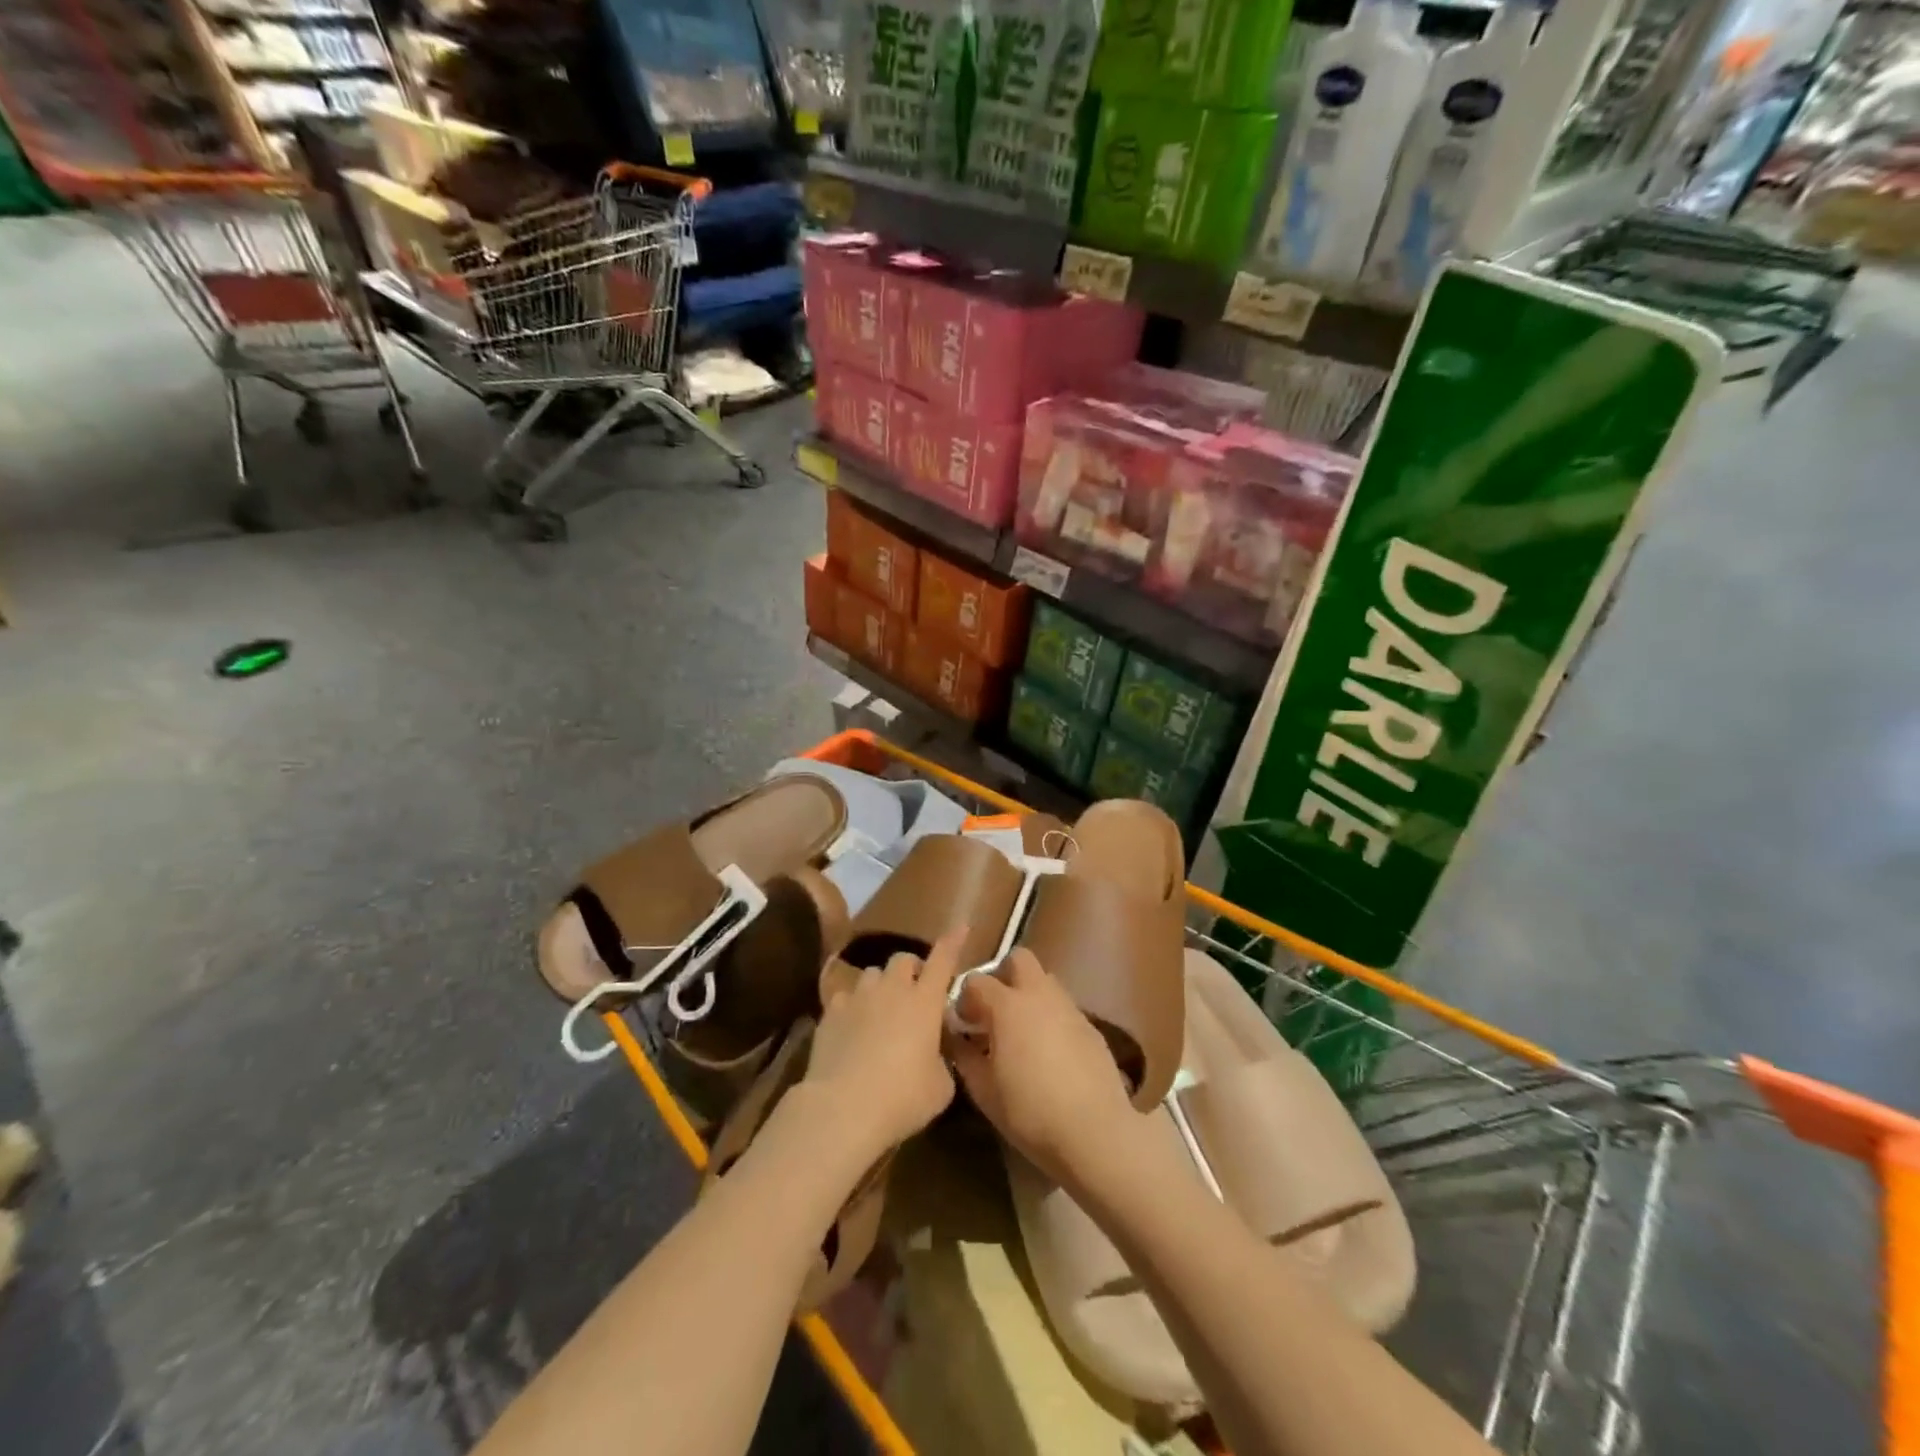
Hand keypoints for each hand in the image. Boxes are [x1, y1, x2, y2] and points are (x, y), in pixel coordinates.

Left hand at [802, 928, 965, 1160]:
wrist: (843, 1108)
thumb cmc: (903, 1097)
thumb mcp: (941, 1086)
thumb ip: (942, 1060)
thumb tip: (935, 1055)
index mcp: (925, 1001)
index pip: (943, 960)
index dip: (953, 942)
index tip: (961, 927)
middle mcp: (892, 989)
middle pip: (903, 959)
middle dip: (912, 969)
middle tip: (916, 991)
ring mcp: (858, 997)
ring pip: (873, 973)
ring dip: (882, 985)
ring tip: (882, 1008)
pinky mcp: (830, 1012)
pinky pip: (845, 996)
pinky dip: (853, 1006)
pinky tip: (852, 1025)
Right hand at [946, 949, 1139, 1186]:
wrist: (1094, 1131)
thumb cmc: (1030, 1112)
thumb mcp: (984, 1091)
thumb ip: (964, 1057)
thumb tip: (955, 1038)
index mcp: (1008, 1005)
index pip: (977, 981)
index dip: (965, 998)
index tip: (963, 1024)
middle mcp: (1039, 995)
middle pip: (1019, 959)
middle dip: (1003, 975)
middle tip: (994, 1010)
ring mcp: (1069, 1007)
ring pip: (1045, 981)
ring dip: (1029, 995)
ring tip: (1022, 1032)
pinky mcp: (1091, 1026)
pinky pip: (1064, 1008)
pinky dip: (1051, 1017)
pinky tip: (1050, 1052)